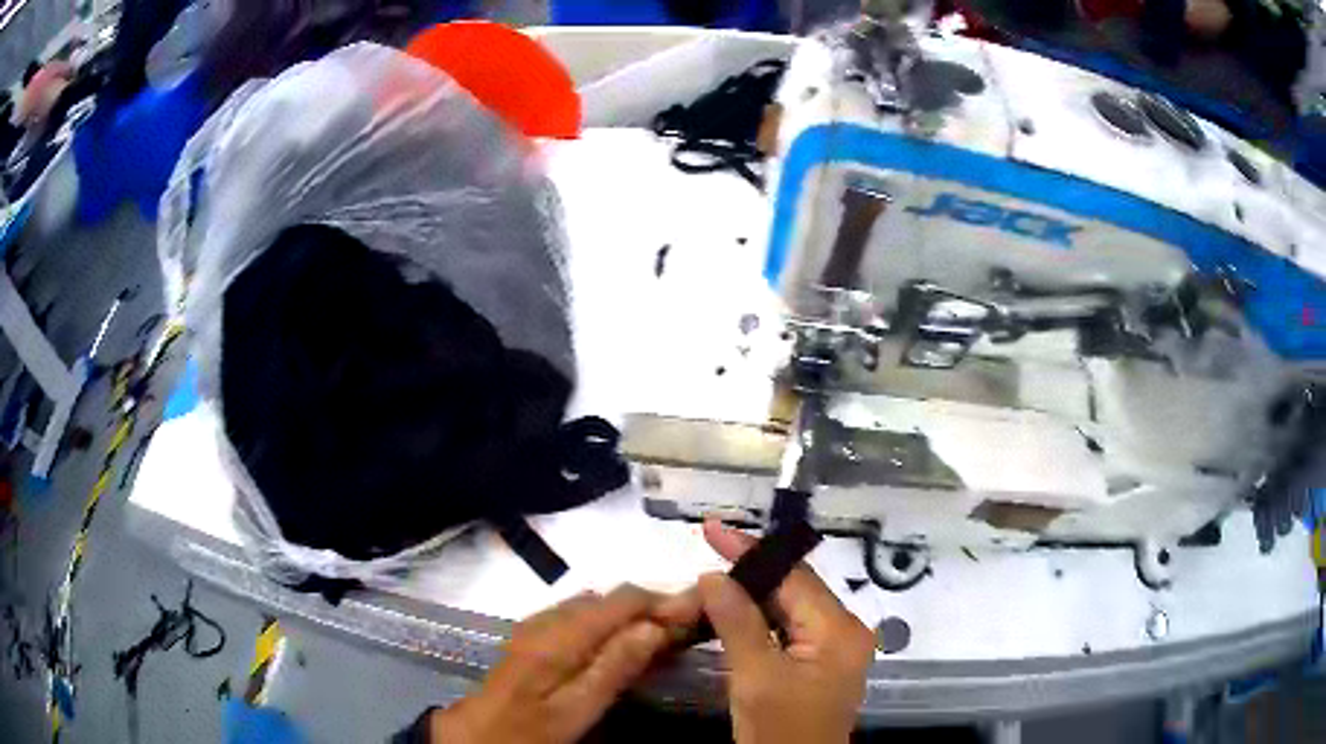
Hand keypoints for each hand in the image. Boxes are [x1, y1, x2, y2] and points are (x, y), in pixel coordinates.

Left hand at [428, 585, 681, 743]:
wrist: (480, 732)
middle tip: (686, 629)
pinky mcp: (534, 633)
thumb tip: (655, 627)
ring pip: (597, 604)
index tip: (700, 609)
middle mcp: (549, 617)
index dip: (664, 599)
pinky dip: (610, 621)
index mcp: (560, 635)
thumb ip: (614, 667)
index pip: (623, 600)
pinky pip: (581, 615)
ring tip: (662, 636)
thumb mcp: (577, 709)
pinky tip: (622, 643)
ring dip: (631, 613)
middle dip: (651, 606)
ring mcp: (538, 622)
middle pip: (611, 598)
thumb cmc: (531, 728)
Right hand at [698, 519, 875, 743]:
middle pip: (795, 589)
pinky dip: (760, 619)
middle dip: (751, 570)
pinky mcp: (820, 663)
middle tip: (708, 549)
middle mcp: (845, 631)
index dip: (751, 552)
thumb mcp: (756, 678)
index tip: (712, 528)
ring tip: (713, 576)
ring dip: (753, 595)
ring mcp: (834, 648)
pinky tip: (732, 611)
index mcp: (839, 630)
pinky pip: (789, 628)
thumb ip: (737, 623)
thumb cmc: (780, 731)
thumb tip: (713, 575)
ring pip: (791, 608)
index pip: (793, 578)